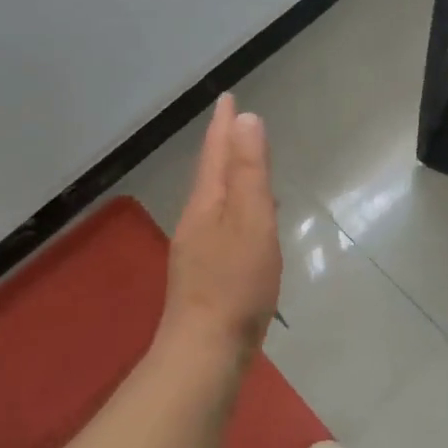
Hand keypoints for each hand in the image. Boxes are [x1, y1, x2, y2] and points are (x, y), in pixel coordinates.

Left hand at [160, 94, 281, 362]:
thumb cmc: (236, 283)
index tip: (227, 97)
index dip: (223, 125)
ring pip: (215, 202)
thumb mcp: (250, 220)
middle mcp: (197, 221)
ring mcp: (198, 250)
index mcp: (207, 204)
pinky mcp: (207, 275)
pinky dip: (236, 210)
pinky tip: (249, 224)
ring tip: (245, 166)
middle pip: (210, 174)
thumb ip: (248, 171)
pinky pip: (223, 226)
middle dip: (222, 147)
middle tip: (234, 125)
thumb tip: (246, 119)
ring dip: (229, 178)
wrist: (205, 350)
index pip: (216, 153)